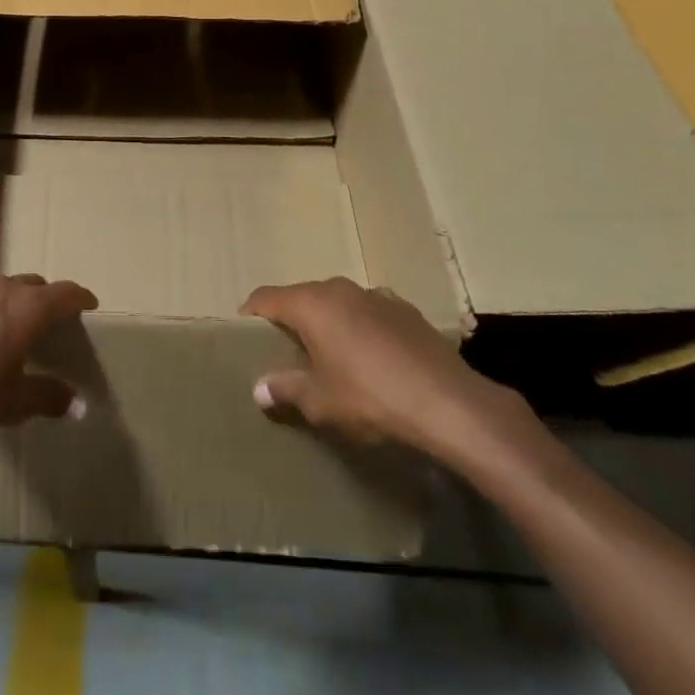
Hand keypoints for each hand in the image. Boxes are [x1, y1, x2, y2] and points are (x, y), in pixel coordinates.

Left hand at [0, 270, 97, 440]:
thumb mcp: (11, 403)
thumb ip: (47, 398)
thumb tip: (80, 405)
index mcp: (26, 309)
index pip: (64, 293)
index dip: (79, 297)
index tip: (88, 304)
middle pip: (31, 284)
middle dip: (42, 299)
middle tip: (45, 321)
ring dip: (4, 298)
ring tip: (1, 320)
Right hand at [241, 277, 543, 476]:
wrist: (451, 404)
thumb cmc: (372, 399)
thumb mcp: (321, 403)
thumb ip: (286, 389)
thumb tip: (259, 388)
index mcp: (312, 304)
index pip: (266, 298)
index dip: (251, 315)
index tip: (244, 336)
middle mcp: (340, 289)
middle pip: (302, 297)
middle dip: (290, 321)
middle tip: (285, 353)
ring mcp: (376, 296)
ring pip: (337, 304)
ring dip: (327, 324)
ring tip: (328, 357)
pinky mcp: (406, 311)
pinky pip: (368, 313)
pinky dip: (359, 329)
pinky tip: (371, 360)